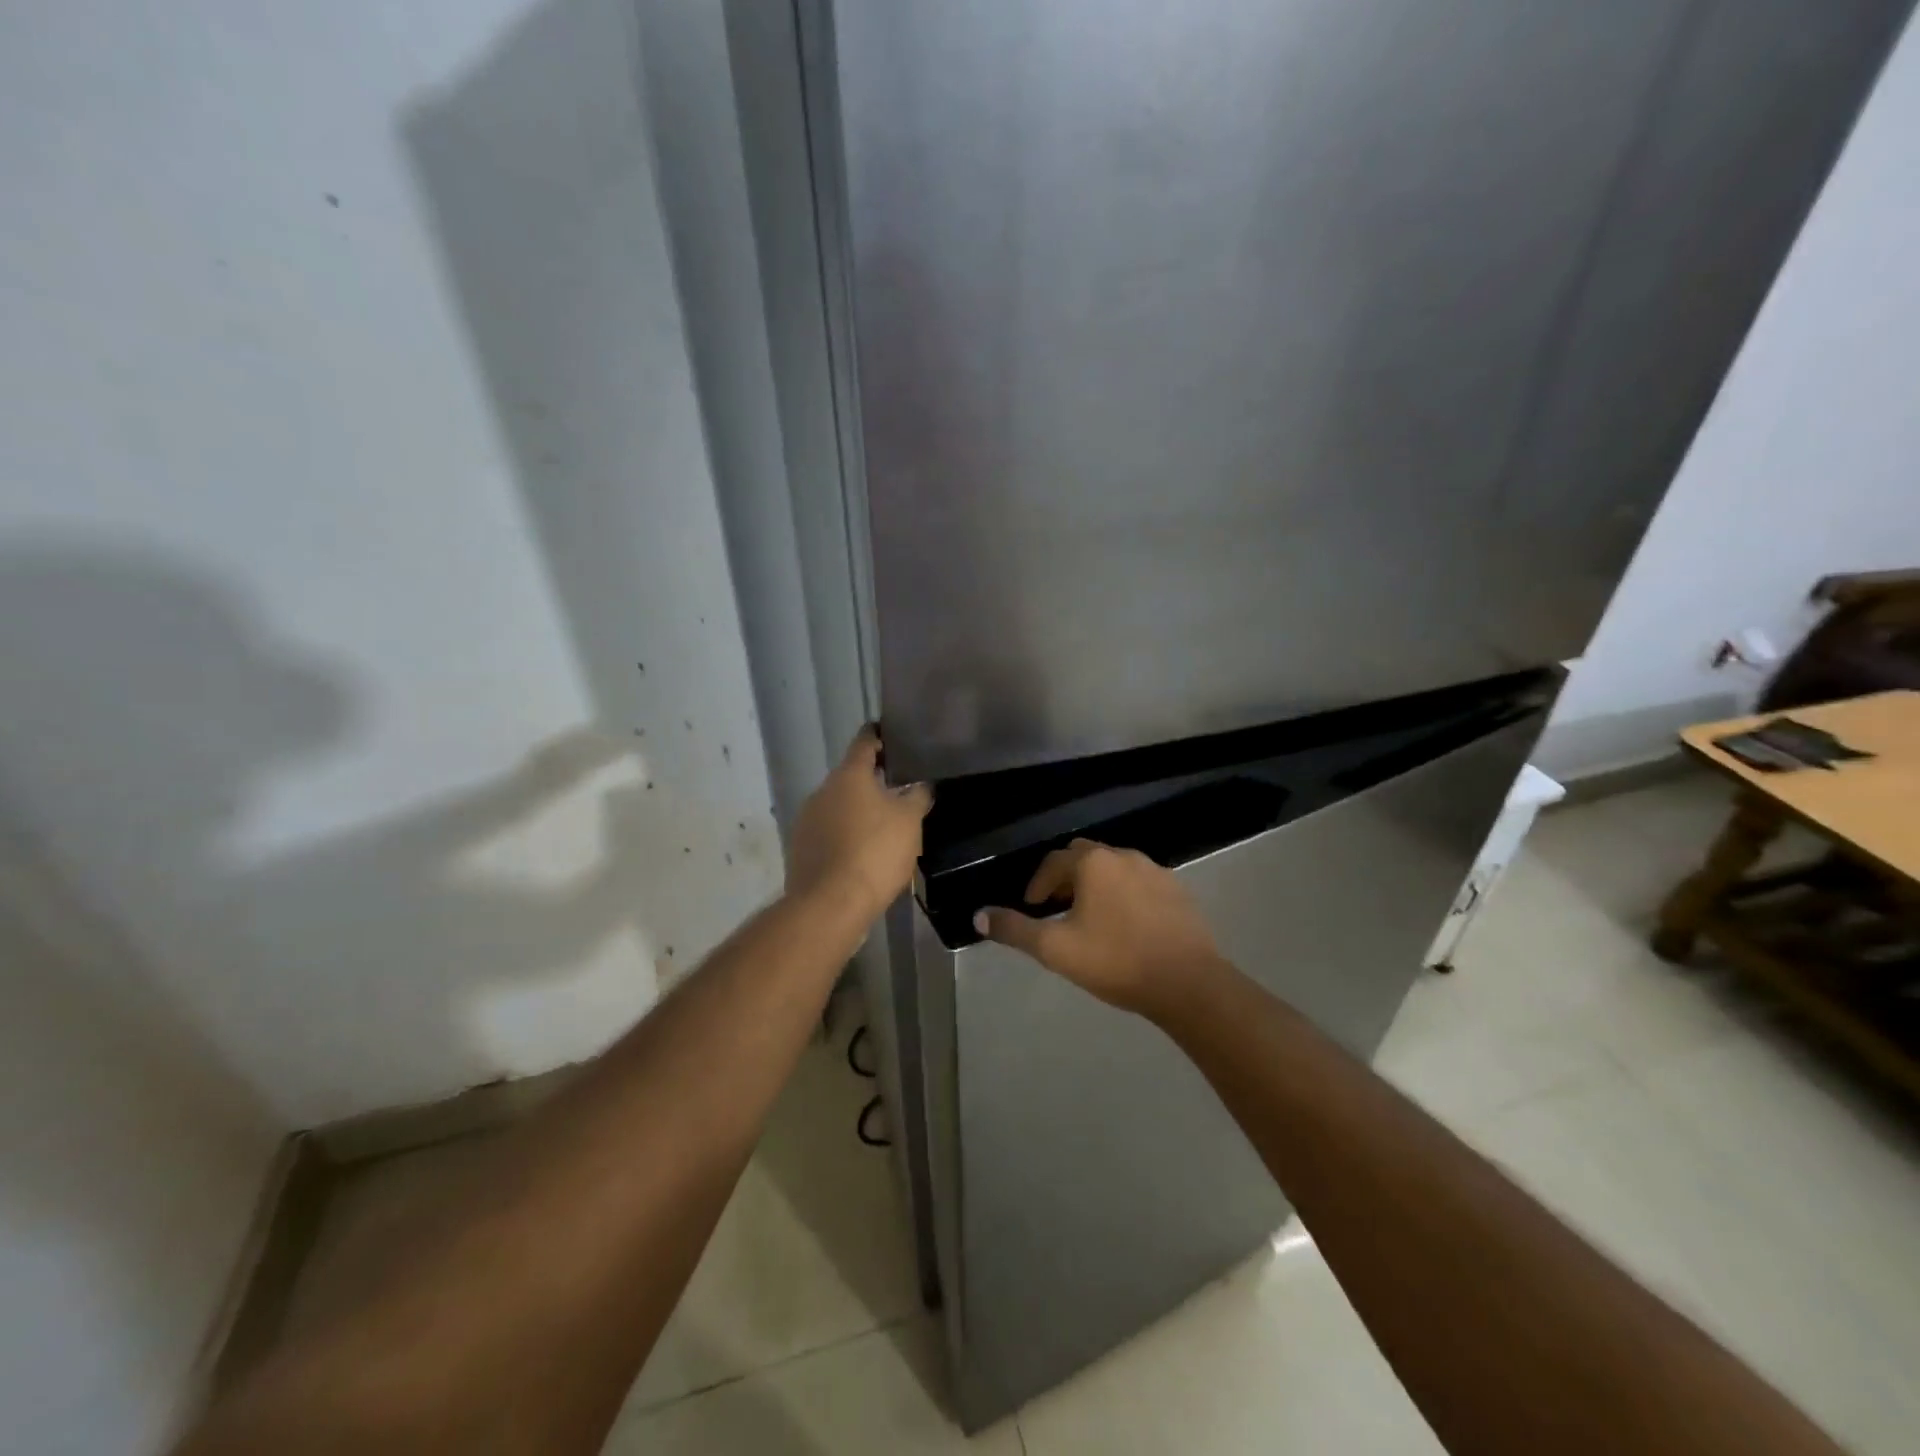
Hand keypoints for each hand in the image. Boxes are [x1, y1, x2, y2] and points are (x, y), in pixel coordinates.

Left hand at [787, 728, 932, 924]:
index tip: (891, 736)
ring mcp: (806, 819)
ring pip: (838, 805)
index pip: (864, 742)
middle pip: (850, 776)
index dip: (879, 736)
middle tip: (898, 790)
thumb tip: (921, 785)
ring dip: (857, 811)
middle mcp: (822, 790)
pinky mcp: (800, 848)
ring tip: (883, 826)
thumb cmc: (875, 852)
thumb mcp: (909, 821)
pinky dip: (844, 835)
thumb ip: (917, 796)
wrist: (831, 903)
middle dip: (872, 781)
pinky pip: (828, 832)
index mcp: (848, 775)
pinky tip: (862, 853)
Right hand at [975, 839, 1224, 1019]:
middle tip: (1057, 907)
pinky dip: (1124, 895)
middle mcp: (1124, 856)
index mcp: (1093, 863)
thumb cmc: (1115, 960)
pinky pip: (1141, 883)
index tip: (1032, 907)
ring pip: (1115, 869)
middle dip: (1066, 878)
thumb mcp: (1055, 949)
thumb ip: (1014, 930)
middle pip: (1085, 857)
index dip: (1038, 883)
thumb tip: (979, 915)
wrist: (1188, 983)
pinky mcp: (1179, 891)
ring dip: (1096, 885)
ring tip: (1090, 917)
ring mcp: (1156, 871)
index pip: (1054, 862)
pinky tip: (1126, 926)